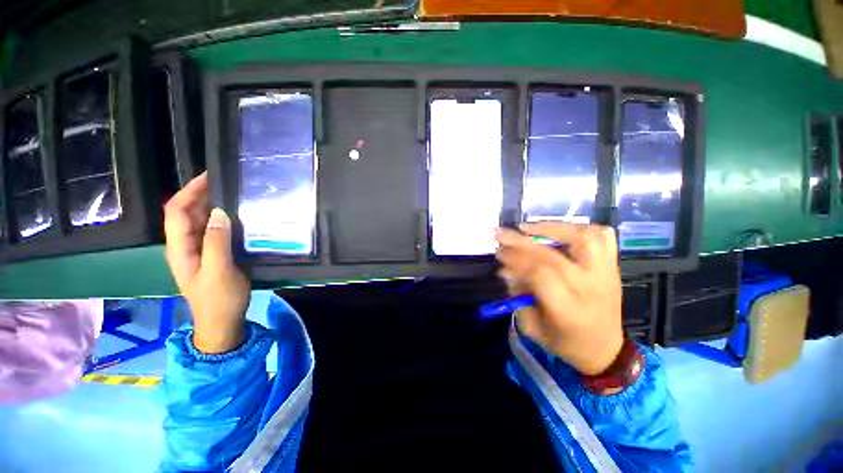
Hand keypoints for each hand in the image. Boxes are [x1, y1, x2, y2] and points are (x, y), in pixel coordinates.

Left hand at [163, 172, 250, 353]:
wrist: (222, 322)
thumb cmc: (219, 299)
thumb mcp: (219, 270)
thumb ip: (217, 242)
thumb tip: (218, 212)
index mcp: (180, 248)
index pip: (176, 211)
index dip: (189, 192)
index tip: (209, 176)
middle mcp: (183, 246)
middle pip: (185, 213)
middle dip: (200, 194)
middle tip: (226, 182)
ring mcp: (196, 251)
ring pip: (198, 221)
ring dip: (210, 206)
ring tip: (232, 195)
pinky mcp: (210, 255)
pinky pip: (210, 231)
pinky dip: (219, 219)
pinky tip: (235, 217)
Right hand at [495, 223, 623, 375]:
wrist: (605, 348)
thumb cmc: (565, 341)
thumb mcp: (532, 327)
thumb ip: (517, 296)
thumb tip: (506, 268)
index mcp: (569, 310)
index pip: (540, 275)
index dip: (516, 260)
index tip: (499, 254)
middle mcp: (590, 287)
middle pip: (553, 256)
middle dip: (521, 243)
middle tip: (501, 235)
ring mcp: (606, 273)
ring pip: (583, 238)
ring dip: (550, 228)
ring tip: (527, 228)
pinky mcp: (612, 266)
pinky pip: (602, 236)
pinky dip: (579, 227)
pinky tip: (559, 230)